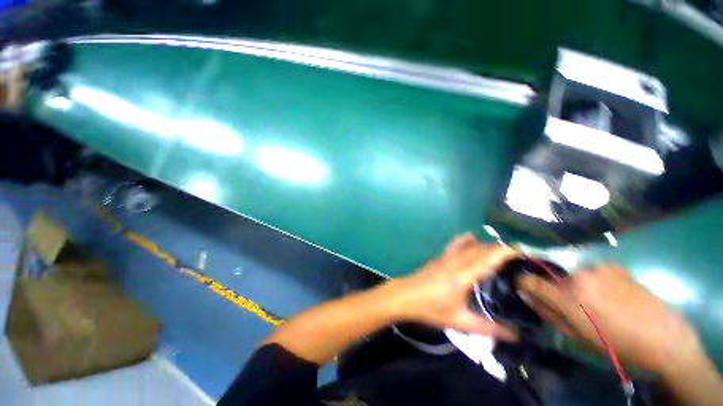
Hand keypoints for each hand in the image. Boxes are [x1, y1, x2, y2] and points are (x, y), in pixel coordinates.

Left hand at [388, 234, 517, 340]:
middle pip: (480, 248)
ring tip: (498, 251)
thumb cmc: (430, 308)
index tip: (522, 251)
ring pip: (468, 244)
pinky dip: (468, 242)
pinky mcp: (439, 256)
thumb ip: (487, 328)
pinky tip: (472, 244)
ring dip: (484, 244)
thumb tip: (514, 335)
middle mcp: (456, 261)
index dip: (504, 252)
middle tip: (516, 256)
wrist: (405, 296)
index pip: (487, 258)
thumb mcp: (459, 321)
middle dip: (499, 248)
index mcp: (463, 275)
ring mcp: (446, 256)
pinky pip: (456, 244)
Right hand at [517, 264, 704, 373]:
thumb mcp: (578, 337)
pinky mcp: (613, 265)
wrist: (664, 338)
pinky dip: (594, 281)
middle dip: (556, 289)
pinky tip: (612, 294)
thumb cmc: (617, 345)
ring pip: (573, 275)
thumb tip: (527, 297)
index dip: (522, 282)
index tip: (521, 286)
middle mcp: (578, 276)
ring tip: (597, 302)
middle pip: (553, 278)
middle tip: (572, 306)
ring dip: (576, 286)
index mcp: (568, 297)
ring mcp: (597, 268)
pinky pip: (592, 271)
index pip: (529, 281)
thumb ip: (548, 314)